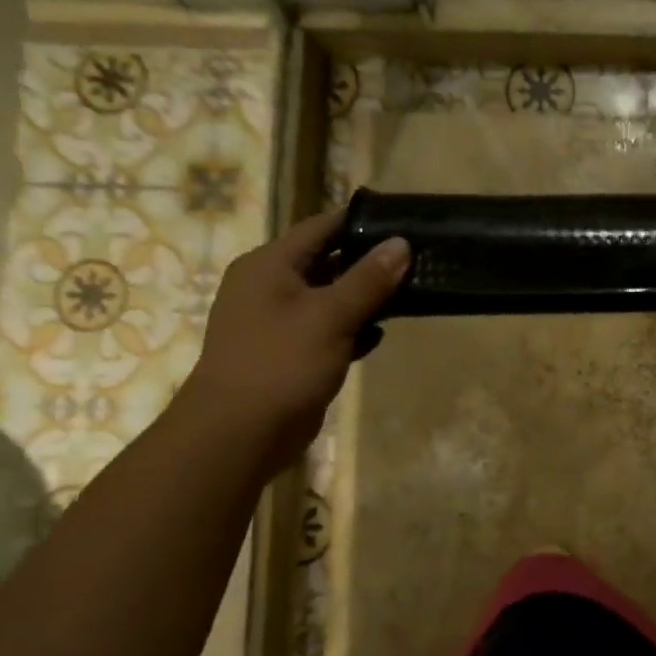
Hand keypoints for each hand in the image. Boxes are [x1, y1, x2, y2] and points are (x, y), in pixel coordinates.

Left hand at [180, 211, 409, 469]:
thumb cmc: (281, 363)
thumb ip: (368, 279)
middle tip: (416, 258)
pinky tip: (380, 334)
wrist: (239, 434)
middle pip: (328, 261)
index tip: (404, 221)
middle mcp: (270, 286)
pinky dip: (352, 328)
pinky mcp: (291, 352)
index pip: (321, 227)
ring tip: (410, 292)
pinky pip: (328, 329)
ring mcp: (279, 321)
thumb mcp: (331, 316)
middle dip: (370, 262)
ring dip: (365, 298)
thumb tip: (402, 243)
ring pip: (331, 297)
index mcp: (269, 265)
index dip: (362, 222)